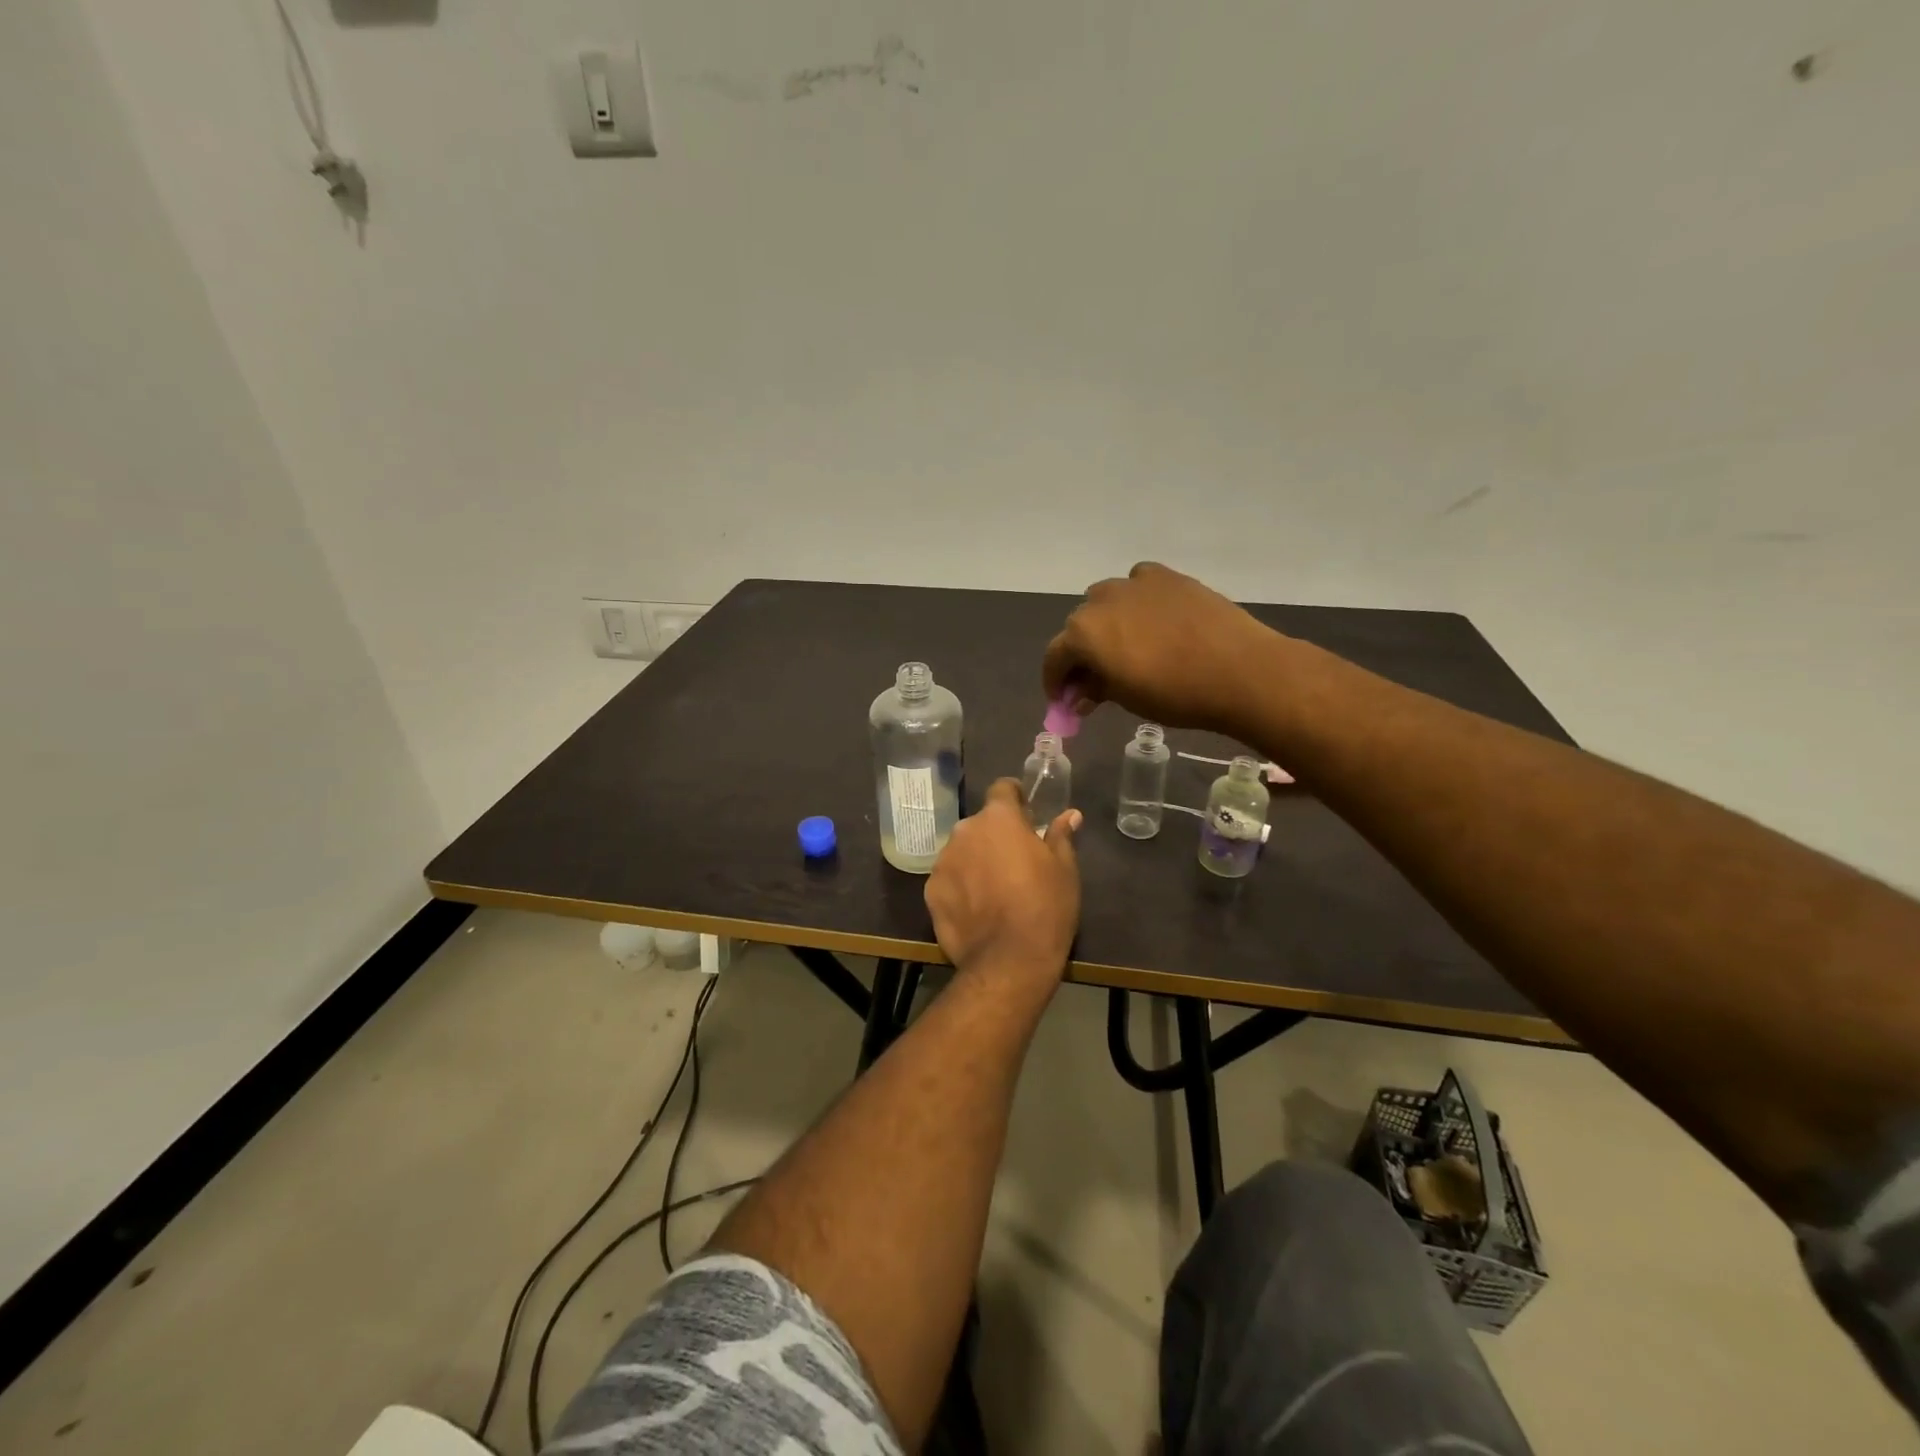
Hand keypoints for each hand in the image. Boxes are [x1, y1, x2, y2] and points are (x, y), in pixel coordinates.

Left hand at [926, 779, 1081, 984]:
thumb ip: (1060, 836)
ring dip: (975, 860)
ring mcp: (943, 861)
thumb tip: (1069, 815)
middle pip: (981, 824)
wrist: (1009, 961)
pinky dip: (960, 886)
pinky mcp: (930, 891)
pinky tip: (976, 909)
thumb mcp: (1064, 869)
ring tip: (994, 889)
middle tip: (1015, 860)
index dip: (1015, 797)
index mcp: (998, 819)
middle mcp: (965, 831)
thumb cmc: (1045, 907)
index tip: (1026, 813)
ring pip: (962, 851)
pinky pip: (949, 879)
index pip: (1002, 788)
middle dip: (995, 835)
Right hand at [1042, 562, 1281, 734]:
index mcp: (1083, 633)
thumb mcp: (1126, 700)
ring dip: (1105, 623)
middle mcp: (1101, 600)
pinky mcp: (1167, 576)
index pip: (1055, 656)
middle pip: (1078, 627)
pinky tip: (1152, 620)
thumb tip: (1081, 693)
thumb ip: (1096, 690)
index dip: (1055, 681)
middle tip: (1095, 679)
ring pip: (1106, 601)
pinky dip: (1136, 601)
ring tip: (1124, 646)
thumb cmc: (1175, 694)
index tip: (1063, 699)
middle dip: (1081, 653)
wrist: (1240, 670)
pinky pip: (1138, 584)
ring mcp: (1135, 583)